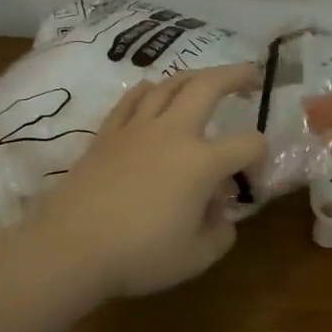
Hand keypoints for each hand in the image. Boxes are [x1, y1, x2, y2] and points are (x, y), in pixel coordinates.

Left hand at [20, 63, 267, 297]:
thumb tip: (220, 211)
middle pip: (208, 86)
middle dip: (235, 75)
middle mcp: (172, 133)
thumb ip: (220, 232)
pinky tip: (152, 90)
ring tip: (205, 80)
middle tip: (250, 74)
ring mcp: (136, 129)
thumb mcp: (197, 257)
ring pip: (169, 84)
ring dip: (194, 76)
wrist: (71, 247)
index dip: (260, 157)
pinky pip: (132, 99)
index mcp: (202, 162)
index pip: (247, 144)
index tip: (254, 180)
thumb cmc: (140, 255)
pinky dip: (149, 89)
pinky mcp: (107, 134)